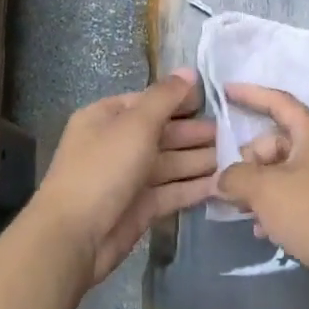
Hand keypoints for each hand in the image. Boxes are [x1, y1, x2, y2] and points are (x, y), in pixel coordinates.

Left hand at [33, 69, 217, 283]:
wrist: (73, 237)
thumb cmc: (103, 169)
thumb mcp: (136, 124)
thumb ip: (165, 97)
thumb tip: (189, 71)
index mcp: (106, 118)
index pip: (148, 102)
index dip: (180, 100)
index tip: (213, 101)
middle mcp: (116, 144)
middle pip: (162, 133)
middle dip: (195, 133)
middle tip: (233, 133)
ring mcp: (128, 178)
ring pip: (170, 164)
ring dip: (200, 160)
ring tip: (235, 157)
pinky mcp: (140, 208)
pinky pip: (171, 191)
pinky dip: (194, 187)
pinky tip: (221, 184)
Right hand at [215, 84, 308, 308]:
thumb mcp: (266, 190)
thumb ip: (236, 177)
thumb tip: (224, 178)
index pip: (278, 102)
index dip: (250, 94)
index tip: (224, 91)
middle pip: (277, 143)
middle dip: (249, 161)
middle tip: (228, 185)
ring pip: (285, 174)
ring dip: (260, 189)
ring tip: (241, 211)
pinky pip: (297, 198)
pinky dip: (277, 208)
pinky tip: (263, 232)